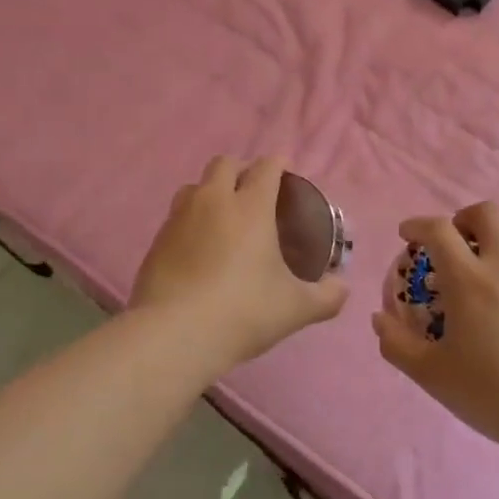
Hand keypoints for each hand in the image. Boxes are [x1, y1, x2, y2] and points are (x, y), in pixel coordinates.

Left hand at [132, 156, 348, 368]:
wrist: (175, 334)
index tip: (287, 173)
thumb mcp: (296, 308)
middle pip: (225, 164)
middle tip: (256, 193)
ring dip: (212, 191)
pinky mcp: (157, 240)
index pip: (266, 167)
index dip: (279, 164)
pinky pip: (177, 216)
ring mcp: (179, 218)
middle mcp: (213, 201)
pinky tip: (199, 248)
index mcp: (251, 207)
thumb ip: (327, 296)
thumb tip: (342, 287)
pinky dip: (191, 220)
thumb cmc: (244, 312)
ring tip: (224, 216)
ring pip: (195, 186)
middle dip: (242, 170)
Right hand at [372, 203, 498, 450]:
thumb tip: (379, 318)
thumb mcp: (431, 375)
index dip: (418, 224)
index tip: (408, 234)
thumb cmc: (492, 394)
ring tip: (494, 261)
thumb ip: (397, 344)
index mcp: (469, 280)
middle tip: (455, 243)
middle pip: (487, 213)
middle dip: (464, 219)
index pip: (439, 230)